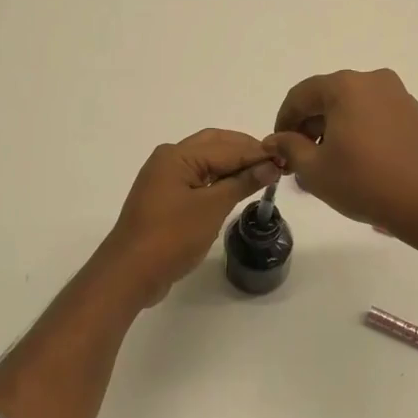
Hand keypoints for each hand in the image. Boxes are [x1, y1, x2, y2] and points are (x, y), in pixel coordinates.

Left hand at [97, 129, 279, 304]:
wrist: (130, 272)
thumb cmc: (172, 236)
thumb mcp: (212, 207)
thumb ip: (242, 182)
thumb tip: (270, 165)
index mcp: (177, 155)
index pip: (226, 146)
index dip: (257, 152)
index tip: (286, 158)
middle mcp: (168, 159)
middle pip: (214, 145)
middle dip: (244, 151)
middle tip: (275, 163)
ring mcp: (164, 180)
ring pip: (205, 162)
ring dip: (232, 165)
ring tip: (262, 174)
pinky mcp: (165, 199)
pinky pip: (197, 180)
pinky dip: (218, 181)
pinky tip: (236, 189)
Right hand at [263, 69, 417, 241]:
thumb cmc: (366, 182)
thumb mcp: (315, 170)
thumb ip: (290, 148)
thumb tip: (276, 140)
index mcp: (345, 86)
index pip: (300, 96)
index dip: (283, 122)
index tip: (278, 150)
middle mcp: (373, 82)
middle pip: (328, 99)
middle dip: (310, 129)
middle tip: (301, 163)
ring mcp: (399, 97)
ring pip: (353, 109)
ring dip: (335, 133)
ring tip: (329, 169)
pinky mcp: (416, 116)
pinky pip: (376, 118)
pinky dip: (360, 135)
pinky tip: (359, 166)